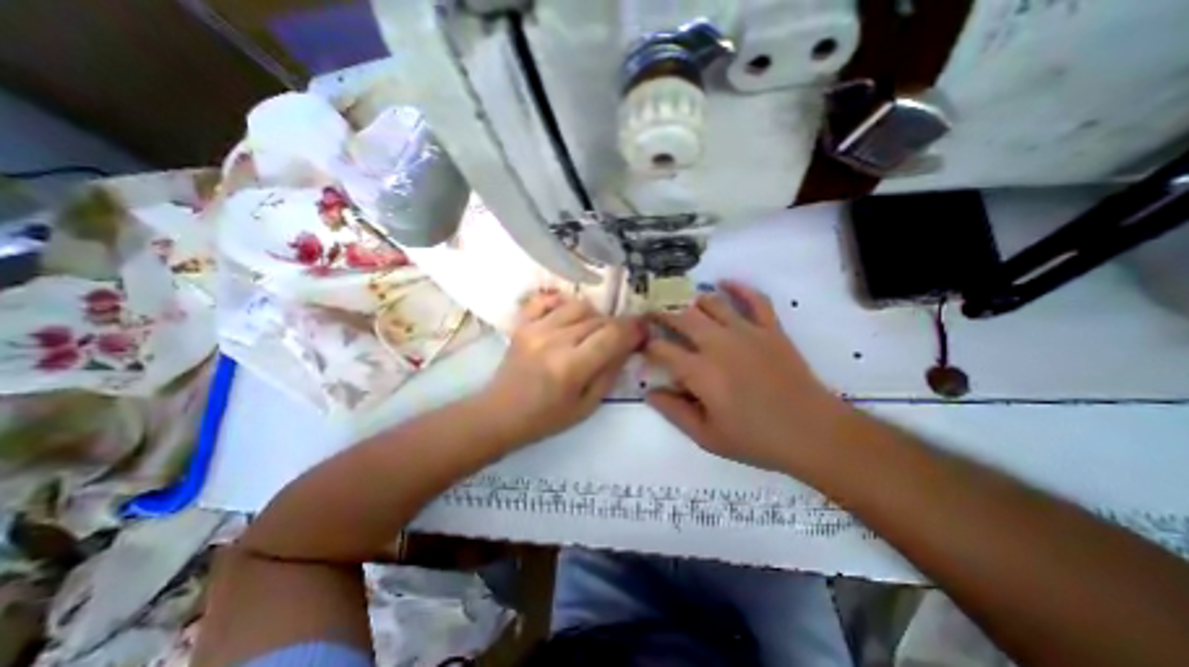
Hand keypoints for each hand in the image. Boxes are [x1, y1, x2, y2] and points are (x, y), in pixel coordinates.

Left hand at [476, 289, 645, 443]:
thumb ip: (609, 373)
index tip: (643, 331)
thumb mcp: (586, 406)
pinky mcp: (523, 324)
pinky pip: (548, 300)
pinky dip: (563, 303)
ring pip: (579, 305)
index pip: (613, 335)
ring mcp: (536, 328)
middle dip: (617, 326)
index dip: (633, 329)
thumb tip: (627, 346)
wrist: (500, 414)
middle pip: (599, 319)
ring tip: (593, 331)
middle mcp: (554, 341)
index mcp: (571, 367)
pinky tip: (569, 317)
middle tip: (620, 338)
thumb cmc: (546, 418)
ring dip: (594, 316)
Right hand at [648, 281, 849, 473]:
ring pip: (712, 304)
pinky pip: (754, 299)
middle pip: (682, 318)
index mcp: (700, 372)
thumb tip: (649, 392)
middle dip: (662, 315)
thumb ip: (674, 412)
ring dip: (693, 301)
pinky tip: (725, 282)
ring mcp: (747, 332)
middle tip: (652, 315)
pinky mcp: (771, 329)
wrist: (813, 433)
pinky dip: (739, 287)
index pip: (662, 349)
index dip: (647, 345)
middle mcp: (718, 344)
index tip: (641, 345)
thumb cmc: (756, 439)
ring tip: (684, 306)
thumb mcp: (707, 436)